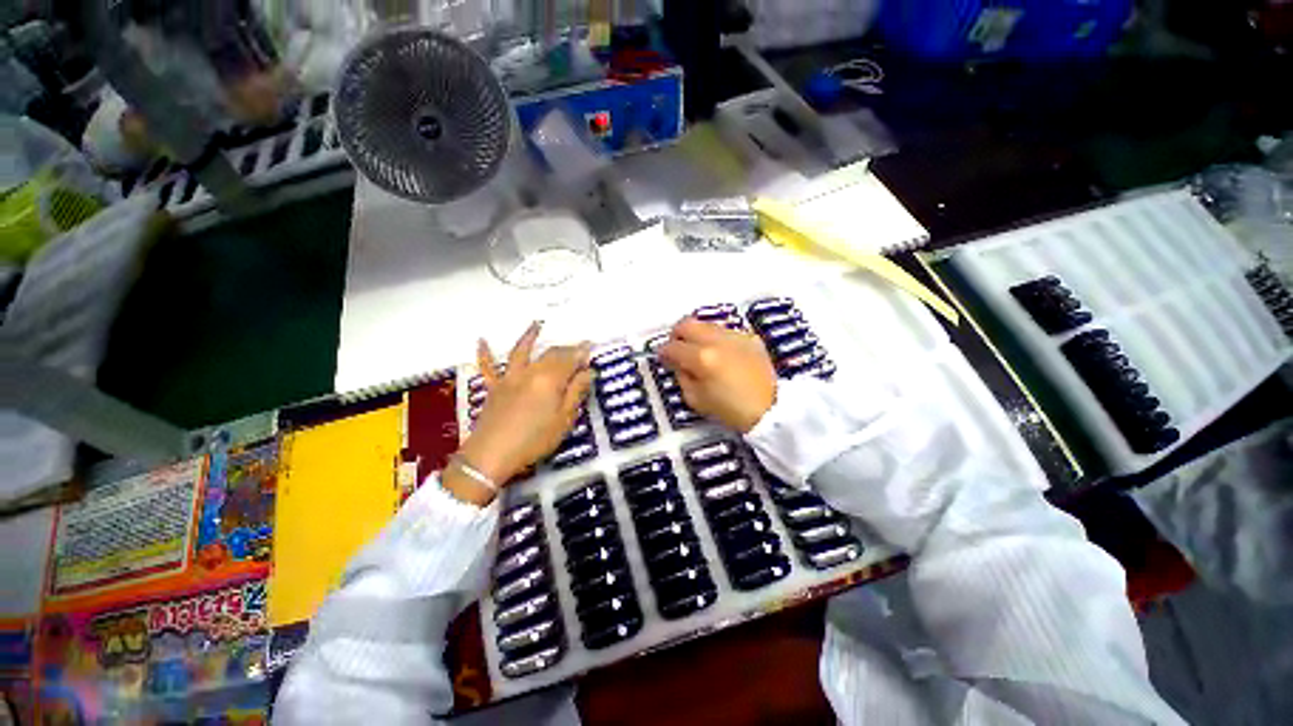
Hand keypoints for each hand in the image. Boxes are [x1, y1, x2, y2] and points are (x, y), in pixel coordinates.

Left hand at [446, 322, 592, 504]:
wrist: (491, 455)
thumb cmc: (534, 440)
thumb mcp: (564, 419)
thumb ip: (576, 392)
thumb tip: (588, 372)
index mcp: (550, 379)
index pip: (570, 360)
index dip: (581, 353)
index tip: (591, 347)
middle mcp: (530, 372)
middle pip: (551, 354)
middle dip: (566, 348)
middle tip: (576, 348)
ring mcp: (509, 377)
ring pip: (522, 352)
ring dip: (529, 337)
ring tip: (536, 324)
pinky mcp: (494, 387)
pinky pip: (488, 367)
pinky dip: (485, 353)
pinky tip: (481, 340)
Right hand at [658, 317, 776, 432]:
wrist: (771, 409)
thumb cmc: (731, 410)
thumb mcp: (696, 399)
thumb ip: (682, 377)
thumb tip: (677, 363)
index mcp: (702, 358)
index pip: (673, 346)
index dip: (663, 352)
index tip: (663, 357)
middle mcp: (717, 340)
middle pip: (688, 324)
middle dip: (677, 334)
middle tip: (677, 347)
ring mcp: (736, 336)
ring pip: (707, 324)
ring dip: (697, 334)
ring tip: (699, 350)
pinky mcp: (750, 338)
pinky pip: (726, 331)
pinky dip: (717, 338)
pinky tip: (720, 353)